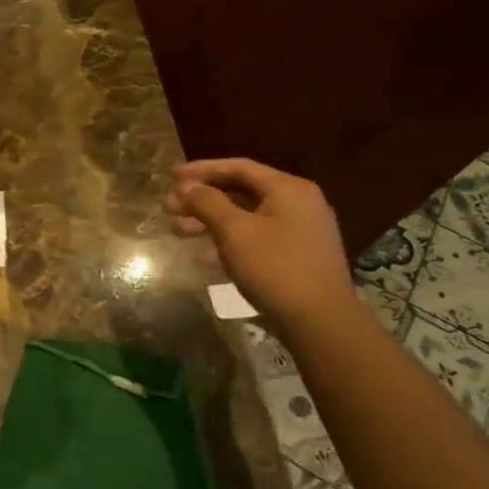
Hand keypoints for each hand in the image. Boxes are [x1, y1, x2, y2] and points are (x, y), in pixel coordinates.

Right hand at [164, 158, 356, 331]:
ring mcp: (299, 231)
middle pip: (241, 192)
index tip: (171, 176)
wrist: (319, 320)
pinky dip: (228, 242)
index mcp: (288, 189)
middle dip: (202, 199)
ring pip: (246, 217)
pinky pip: (256, 238)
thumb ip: (208, 203)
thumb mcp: (234, 231)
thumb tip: (186, 186)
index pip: (239, 167)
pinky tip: (203, 257)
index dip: (202, 169)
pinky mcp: (296, 256)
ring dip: (210, 222)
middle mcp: (298, 203)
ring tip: (178, 232)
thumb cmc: (274, 267)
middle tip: (169, 208)